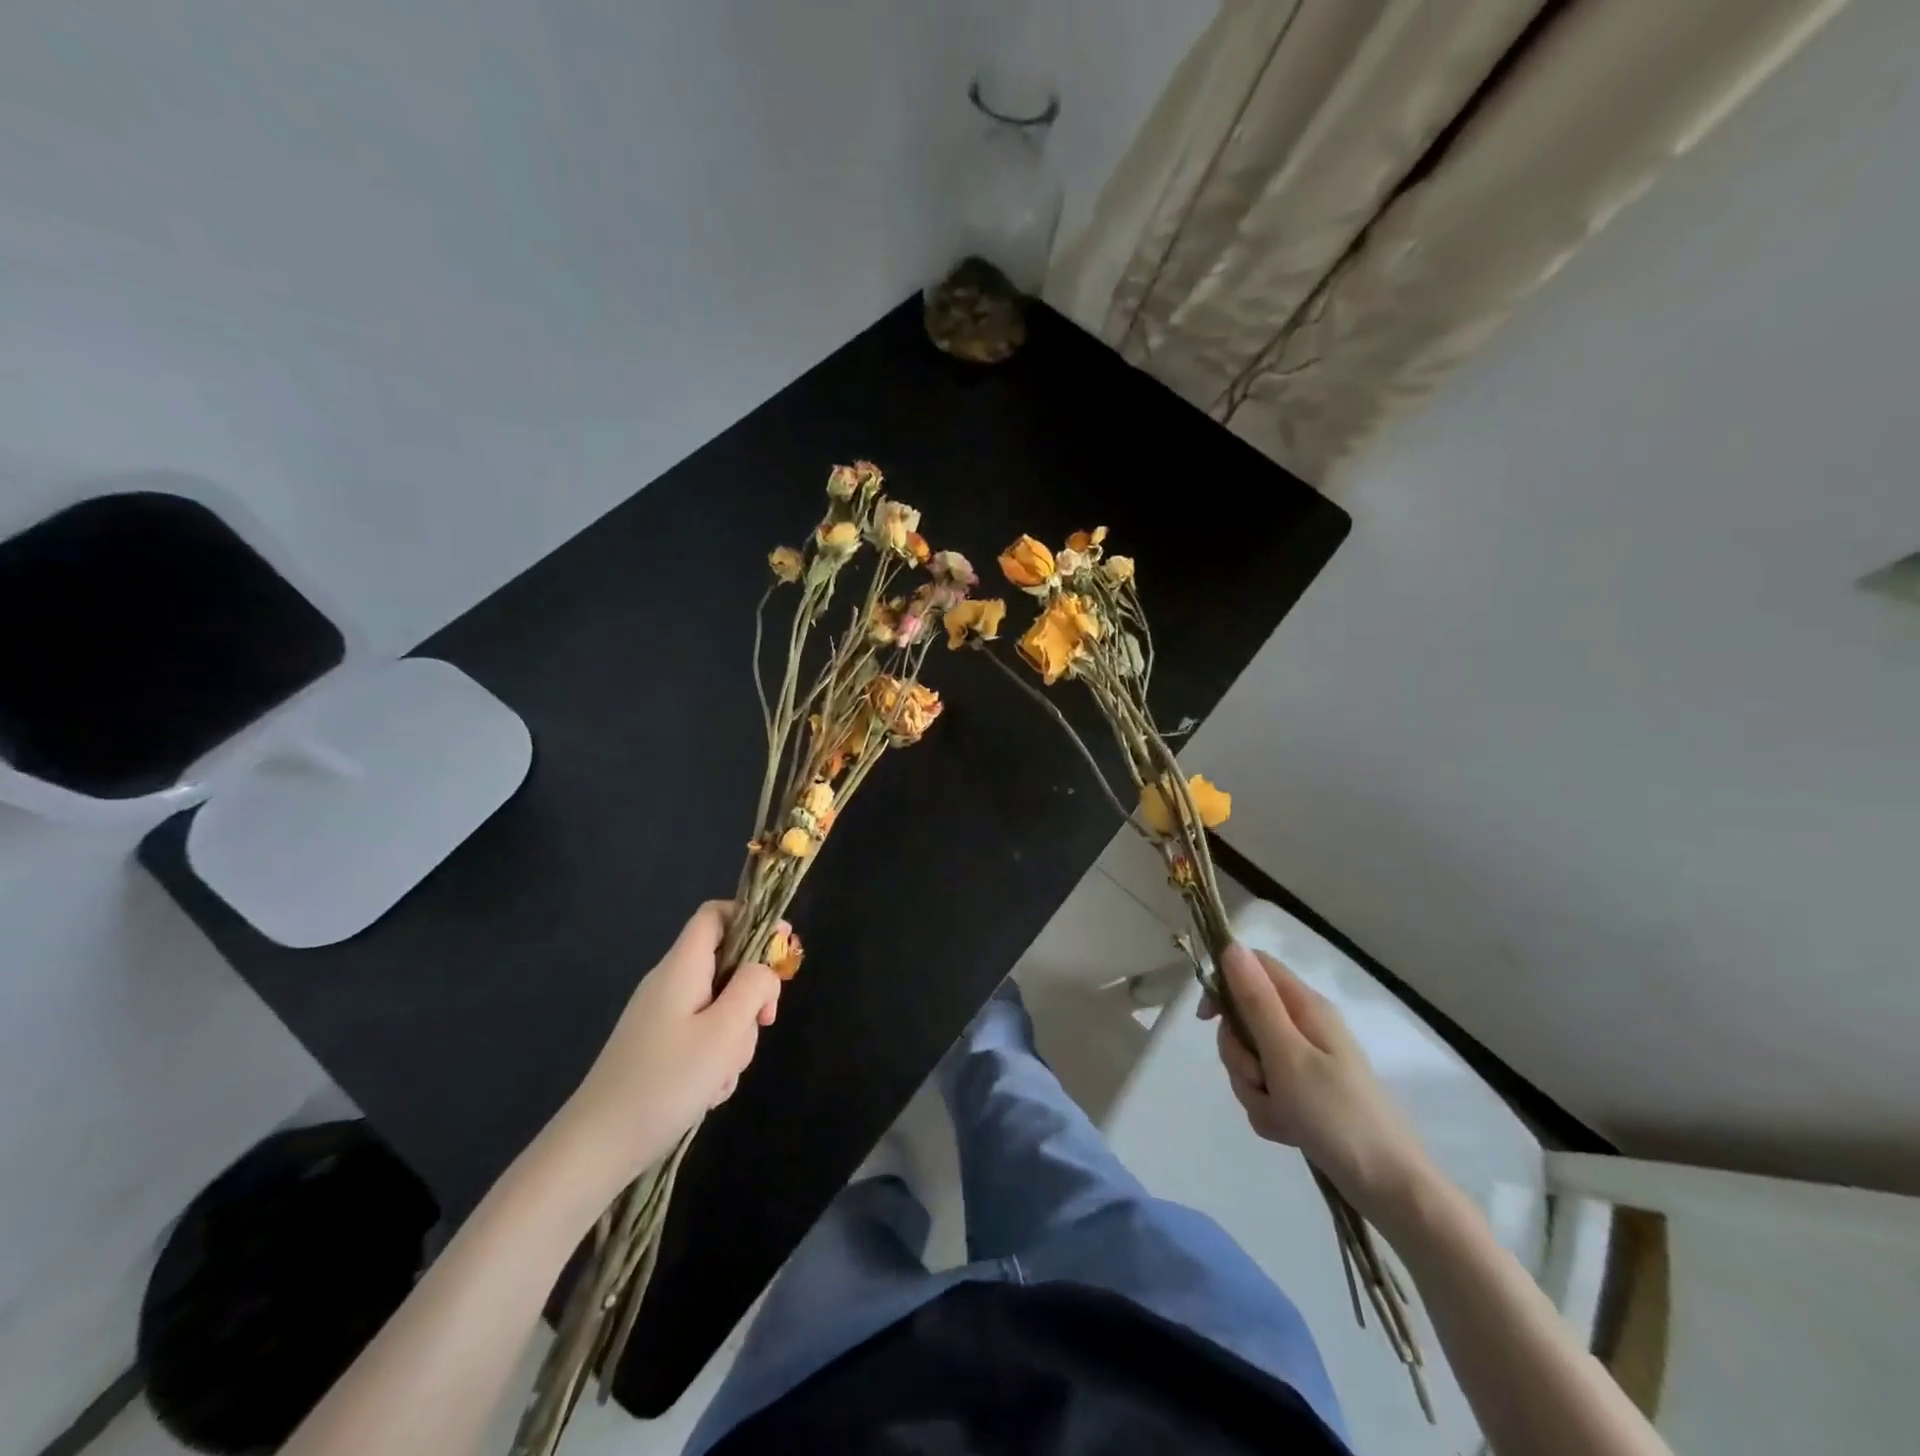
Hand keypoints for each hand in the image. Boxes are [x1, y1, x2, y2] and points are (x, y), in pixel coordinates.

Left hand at [553, 902, 781, 1189]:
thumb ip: (753, 987)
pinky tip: (708, 1092)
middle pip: (727, 965)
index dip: (752, 918)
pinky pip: (704, 1037)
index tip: (782, 946)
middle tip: (763, 1024)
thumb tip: (764, 969)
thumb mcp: (723, 1031)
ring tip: (722, 1074)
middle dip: (752, 995)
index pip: (715, 914)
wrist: (596, 1148)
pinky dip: (716, 1058)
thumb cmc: (664, 1082)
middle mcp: (671, 984)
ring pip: (721, 1007)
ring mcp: (663, 1018)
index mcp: (682, 967)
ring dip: (735, 1036)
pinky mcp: (660, 1048)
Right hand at [1205, 943, 1430, 1220]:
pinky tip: (1288, 1130)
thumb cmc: (1337, 1115)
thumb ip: (1255, 1001)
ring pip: (1250, 1059)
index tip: (1207, 1018)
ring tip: (1281, 1114)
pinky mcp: (1304, 1095)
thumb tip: (1231, 946)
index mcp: (1304, 1007)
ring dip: (1252, 1088)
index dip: (1223, 984)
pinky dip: (1268, 1110)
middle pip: (1243, 1019)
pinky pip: (1264, 1091)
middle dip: (1238, 1054)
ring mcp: (1304, 1063)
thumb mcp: (1287, 1054)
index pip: (1252, 967)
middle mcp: (1304, 1028)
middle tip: (1259, 1078)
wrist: (1391, 1190)